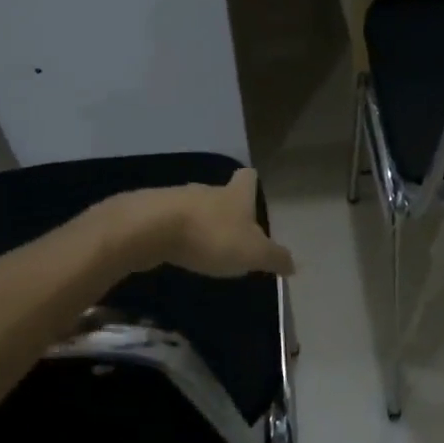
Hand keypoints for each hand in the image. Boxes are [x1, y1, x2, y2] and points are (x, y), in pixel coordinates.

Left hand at [122, 169, 294, 278]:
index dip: (252, 184)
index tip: (253, 191)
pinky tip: (178, 251)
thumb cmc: (211, 237)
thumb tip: (293, 264)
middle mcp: (207, 191)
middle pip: (221, 194)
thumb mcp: (253, 253)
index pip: (248, 178)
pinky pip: (170, 222)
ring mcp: (176, 199)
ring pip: (195, 208)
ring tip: (206, 247)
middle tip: (234, 234)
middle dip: (227, 211)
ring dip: (201, 224)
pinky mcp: (150, 214)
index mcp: (235, 195)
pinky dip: (176, 234)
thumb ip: (275, 258)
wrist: (150, 229)